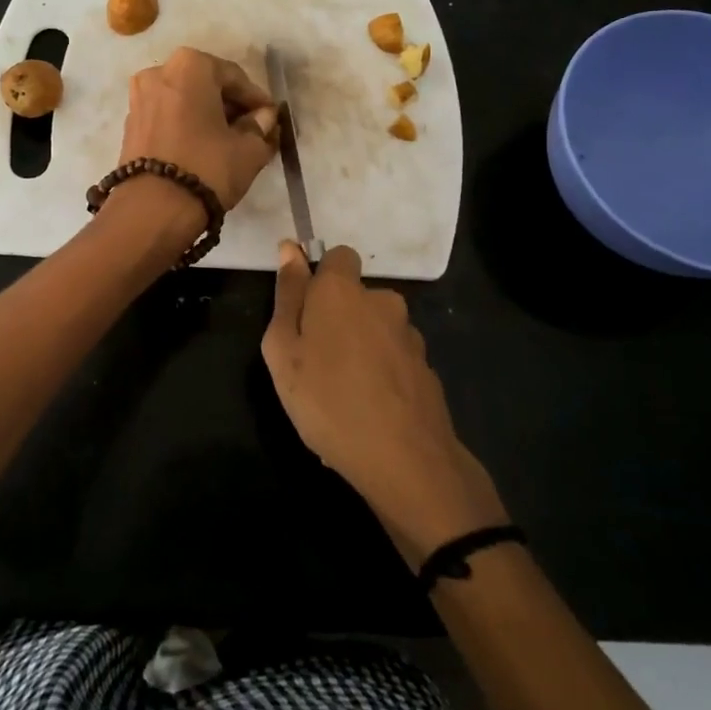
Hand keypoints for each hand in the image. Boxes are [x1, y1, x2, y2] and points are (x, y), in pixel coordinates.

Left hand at [117, 48, 280, 211]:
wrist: (152, 209)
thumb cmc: (207, 167)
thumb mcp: (248, 149)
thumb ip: (261, 127)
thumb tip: (264, 118)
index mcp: (190, 66)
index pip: (235, 77)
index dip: (257, 100)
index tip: (271, 118)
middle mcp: (159, 72)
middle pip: (206, 86)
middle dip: (230, 107)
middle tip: (252, 130)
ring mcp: (139, 98)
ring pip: (185, 102)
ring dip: (207, 117)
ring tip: (229, 142)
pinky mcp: (129, 125)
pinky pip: (167, 117)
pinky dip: (186, 126)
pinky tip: (202, 148)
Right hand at [261, 242, 507, 565]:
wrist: (405, 461)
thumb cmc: (327, 400)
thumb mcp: (284, 350)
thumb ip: (287, 296)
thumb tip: (289, 248)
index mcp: (342, 291)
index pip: (339, 256)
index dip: (321, 278)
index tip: (305, 311)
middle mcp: (382, 302)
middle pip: (356, 298)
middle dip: (338, 320)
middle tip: (314, 364)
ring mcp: (409, 337)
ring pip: (375, 332)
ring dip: (359, 351)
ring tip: (340, 397)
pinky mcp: (426, 369)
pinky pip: (392, 363)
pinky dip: (379, 378)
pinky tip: (367, 414)